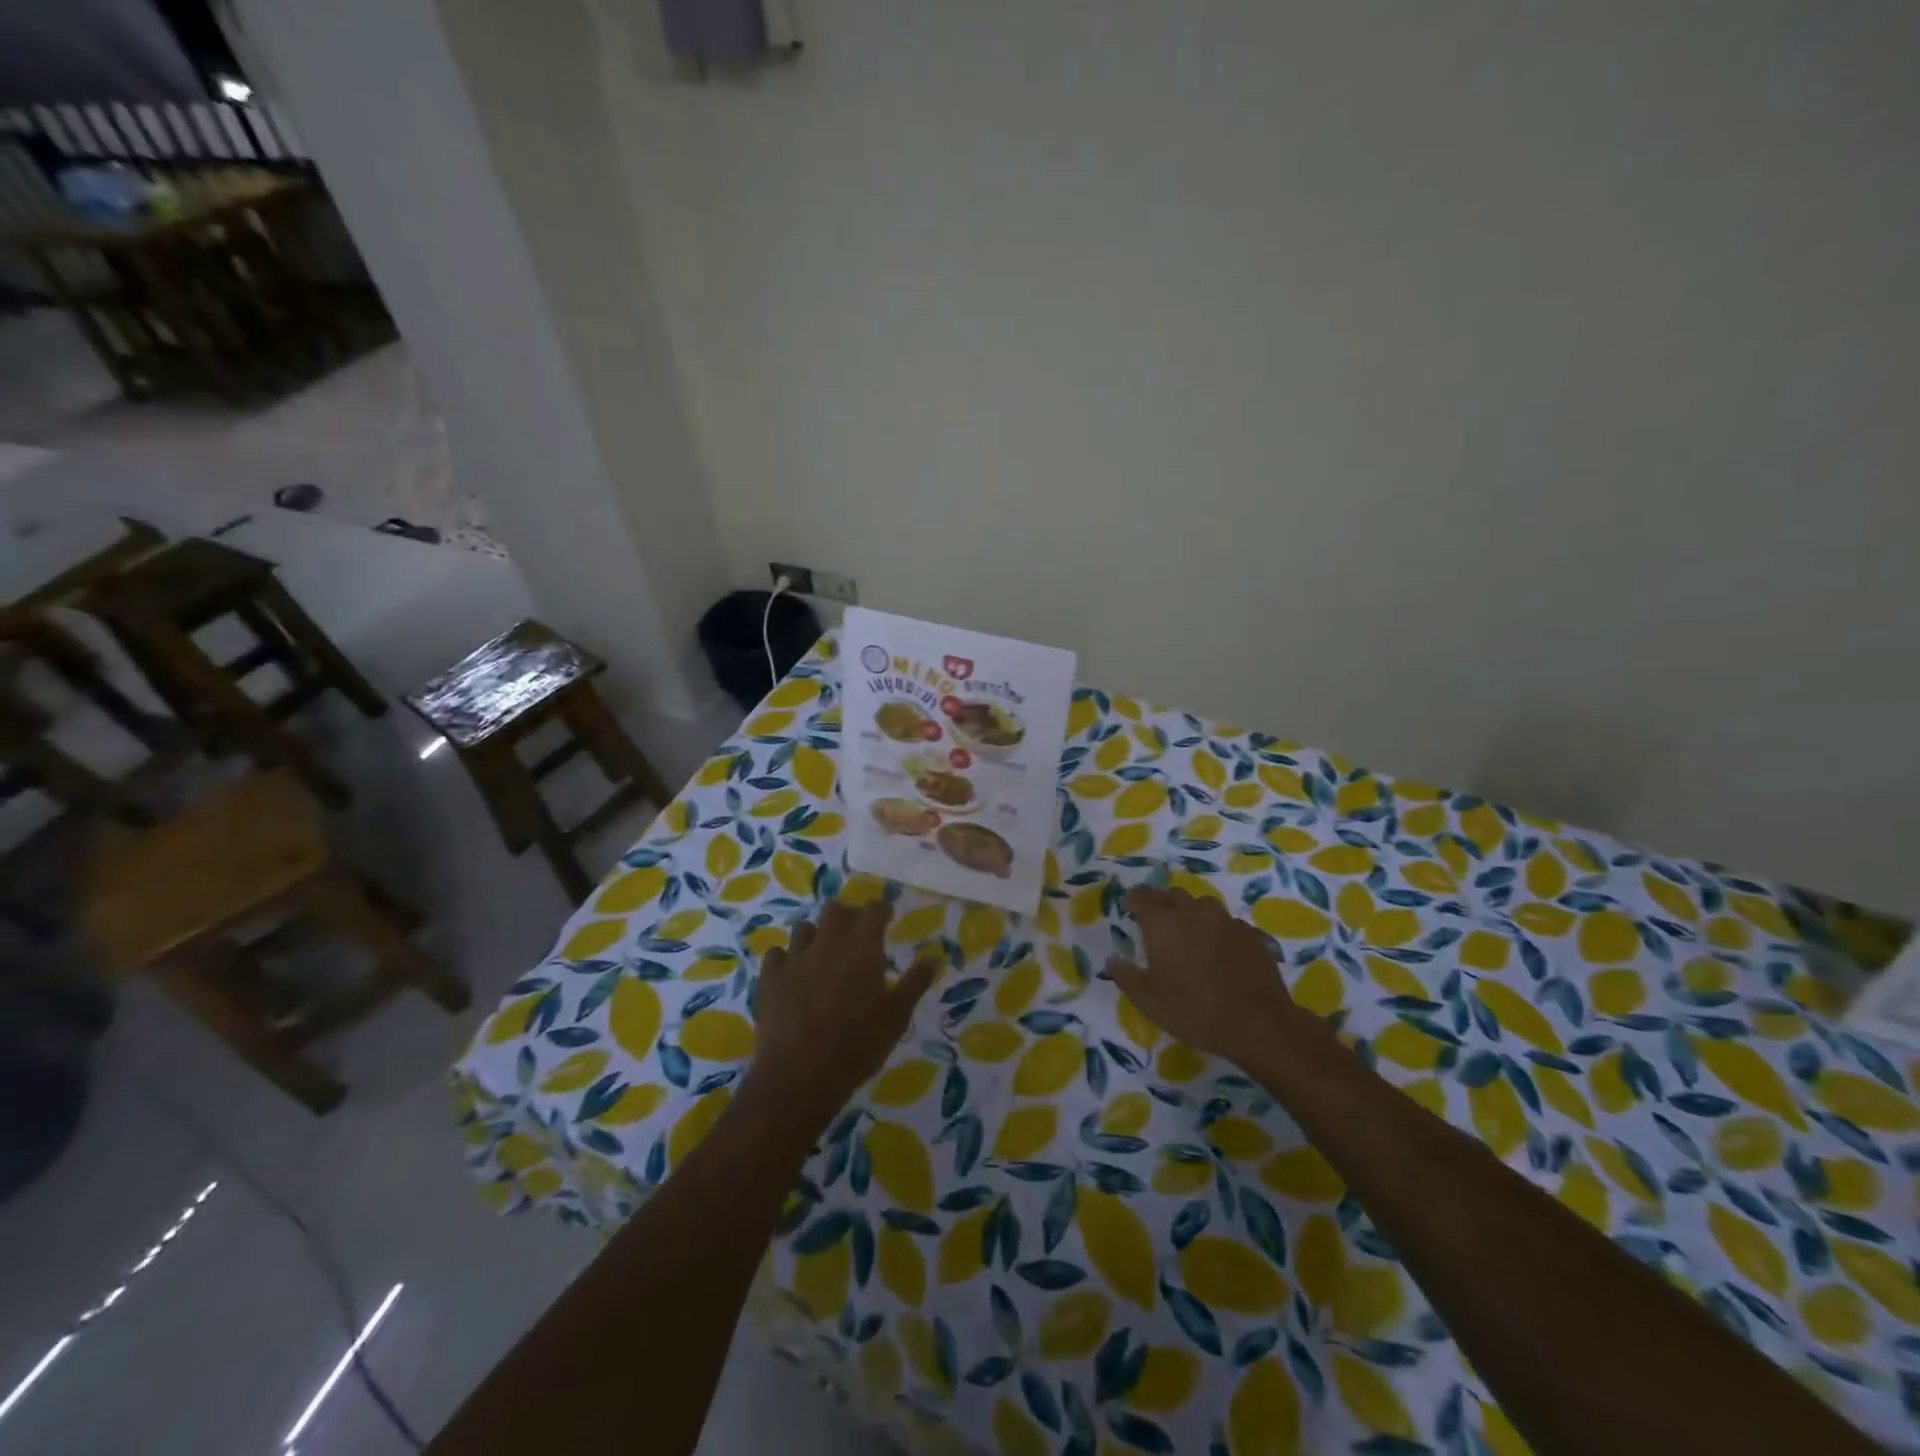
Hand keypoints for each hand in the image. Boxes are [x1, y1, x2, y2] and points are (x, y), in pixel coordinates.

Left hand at [741, 899, 938, 1134]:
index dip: (881, 910)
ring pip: (804, 928)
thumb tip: (934, 957)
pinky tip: (792, 974)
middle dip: (847, 915)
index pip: (873, 909)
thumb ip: (915, 983)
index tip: (886, 918)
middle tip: (856, 934)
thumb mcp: (897, 1017)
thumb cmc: (858, 1045)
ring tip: (823, 955)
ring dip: (816, 935)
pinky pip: (777, 955)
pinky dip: (786, 959)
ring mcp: (794, 958)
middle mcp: (827, 942)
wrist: (800, 1075)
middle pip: (835, 909)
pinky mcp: (769, 978)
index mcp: (862, 947)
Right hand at [1105, 886, 1317, 1068]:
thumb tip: (1112, 959)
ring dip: (1191, 911)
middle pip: (1172, 895)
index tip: (1127, 907)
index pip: (1142, 897)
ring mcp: (1226, 921)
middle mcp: (1194, 913)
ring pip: (1203, 903)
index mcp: (1163, 923)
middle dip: (1160, 902)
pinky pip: (1228, 922)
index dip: (1132, 899)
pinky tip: (1219, 947)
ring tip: (1188, 930)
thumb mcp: (1148, 1000)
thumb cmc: (1194, 1010)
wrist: (1258, 1023)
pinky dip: (1217, 929)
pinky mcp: (1251, 935)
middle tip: (1155, 920)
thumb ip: (1125, 976)